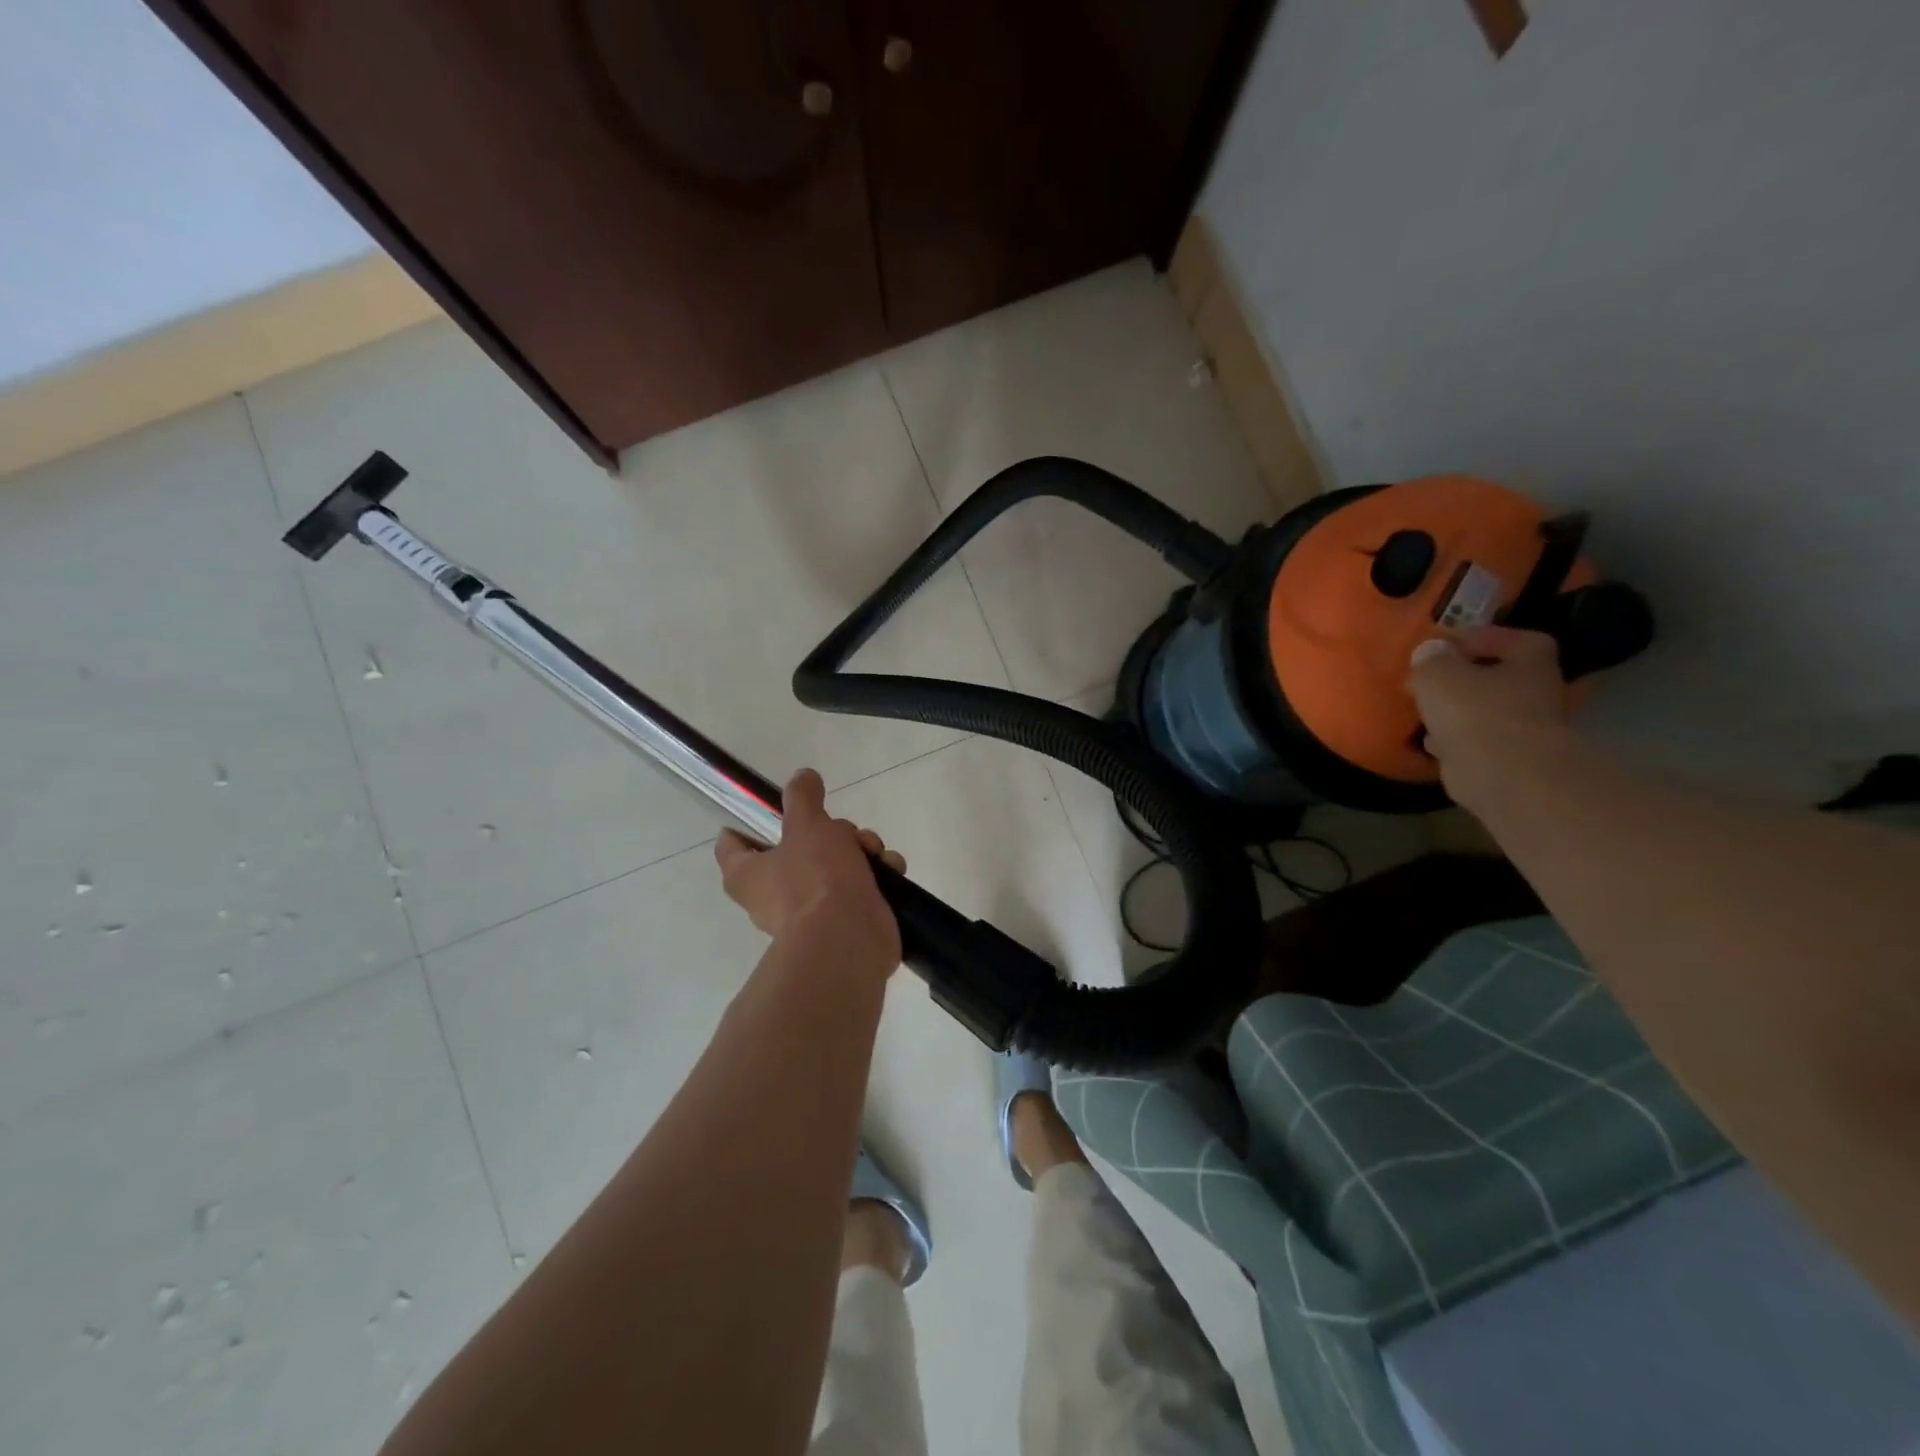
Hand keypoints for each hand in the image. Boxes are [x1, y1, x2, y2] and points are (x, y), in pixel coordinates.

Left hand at [714, 768, 905, 973]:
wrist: (849, 938)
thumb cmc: (816, 878)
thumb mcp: (807, 825)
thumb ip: (803, 798)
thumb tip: (802, 776)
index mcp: (748, 875)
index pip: (732, 844)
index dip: (747, 823)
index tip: (771, 808)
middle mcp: (772, 896)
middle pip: (799, 848)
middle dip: (832, 833)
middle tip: (844, 831)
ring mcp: (810, 911)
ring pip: (835, 864)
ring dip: (860, 852)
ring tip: (874, 853)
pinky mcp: (843, 922)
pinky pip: (858, 888)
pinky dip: (876, 877)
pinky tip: (889, 872)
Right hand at [1408, 626, 1568, 806]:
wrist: (1502, 774)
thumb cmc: (1475, 712)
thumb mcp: (1439, 674)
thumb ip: (1431, 659)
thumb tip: (1430, 651)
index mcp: (1531, 665)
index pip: (1519, 640)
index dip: (1486, 638)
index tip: (1450, 645)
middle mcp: (1537, 694)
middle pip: (1500, 679)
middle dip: (1465, 679)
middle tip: (1431, 680)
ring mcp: (1526, 731)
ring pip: (1487, 712)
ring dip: (1458, 711)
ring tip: (1425, 710)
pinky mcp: (1508, 761)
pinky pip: (1478, 742)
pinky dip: (1456, 740)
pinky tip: (1432, 742)